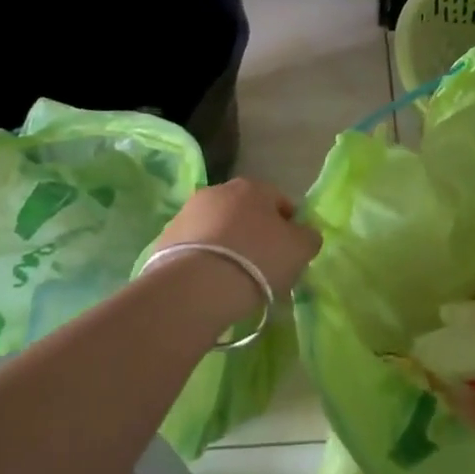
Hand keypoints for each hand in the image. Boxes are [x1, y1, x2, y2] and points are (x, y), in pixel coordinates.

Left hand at [153, 178, 321, 309]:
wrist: (196, 286)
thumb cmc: (257, 260)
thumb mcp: (300, 249)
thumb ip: (308, 236)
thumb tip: (304, 233)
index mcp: (253, 187)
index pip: (279, 201)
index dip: (289, 226)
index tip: (290, 253)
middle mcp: (219, 190)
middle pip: (246, 211)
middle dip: (255, 233)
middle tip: (262, 266)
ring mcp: (188, 212)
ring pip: (218, 227)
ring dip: (227, 244)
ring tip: (233, 277)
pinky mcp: (166, 237)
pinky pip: (195, 246)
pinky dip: (204, 258)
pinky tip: (210, 282)